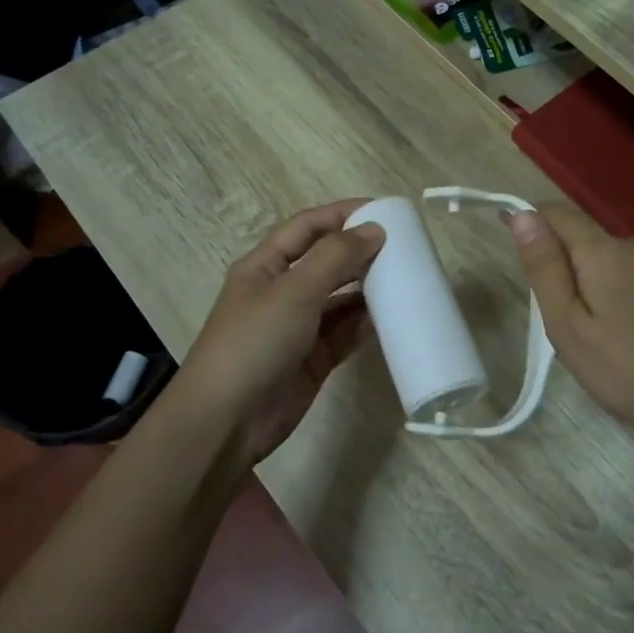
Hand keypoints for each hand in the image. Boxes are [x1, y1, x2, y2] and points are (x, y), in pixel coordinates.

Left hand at [179, 201, 384, 464]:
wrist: (227, 421)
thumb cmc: (254, 343)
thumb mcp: (293, 291)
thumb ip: (335, 257)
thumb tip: (375, 229)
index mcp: (265, 266)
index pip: (307, 227)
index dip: (343, 214)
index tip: (385, 210)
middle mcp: (281, 292)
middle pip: (326, 261)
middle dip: (360, 252)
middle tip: (405, 248)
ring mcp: (298, 328)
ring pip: (340, 299)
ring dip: (368, 289)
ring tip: (405, 279)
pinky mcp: (313, 359)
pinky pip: (345, 333)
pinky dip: (366, 324)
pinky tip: (392, 317)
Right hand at [506, 202, 633, 490]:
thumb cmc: (625, 374)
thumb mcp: (567, 328)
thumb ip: (545, 268)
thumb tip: (523, 215)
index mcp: (607, 253)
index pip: (560, 214)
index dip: (536, 224)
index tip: (528, 252)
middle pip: (599, 245)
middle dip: (584, 273)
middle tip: (584, 325)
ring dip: (623, 286)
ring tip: (627, 336)